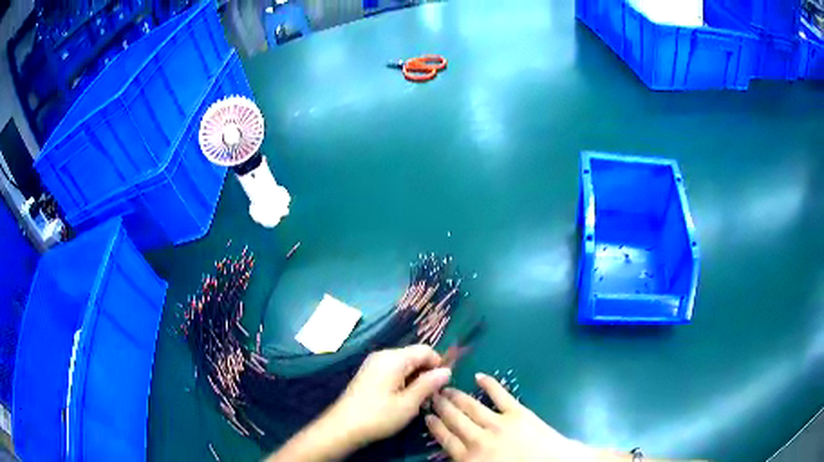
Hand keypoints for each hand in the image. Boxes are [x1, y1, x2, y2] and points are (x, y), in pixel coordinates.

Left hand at [327, 345, 452, 445]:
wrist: (343, 427)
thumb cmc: (378, 416)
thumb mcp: (409, 403)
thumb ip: (429, 384)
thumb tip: (447, 371)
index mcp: (394, 358)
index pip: (425, 350)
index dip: (438, 365)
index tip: (443, 386)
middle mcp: (383, 355)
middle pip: (414, 356)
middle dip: (426, 374)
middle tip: (430, 397)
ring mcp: (373, 364)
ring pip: (404, 365)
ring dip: (415, 379)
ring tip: (418, 402)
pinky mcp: (368, 374)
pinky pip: (393, 371)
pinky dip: (403, 382)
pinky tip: (402, 400)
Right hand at [426, 373, 603, 461]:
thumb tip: (455, 454)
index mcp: (469, 458)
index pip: (445, 439)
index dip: (435, 426)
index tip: (426, 415)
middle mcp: (478, 438)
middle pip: (454, 420)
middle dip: (442, 407)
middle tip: (433, 395)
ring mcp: (498, 423)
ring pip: (471, 407)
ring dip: (457, 397)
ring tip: (446, 388)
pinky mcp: (518, 412)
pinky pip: (500, 395)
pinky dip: (490, 384)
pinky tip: (480, 376)